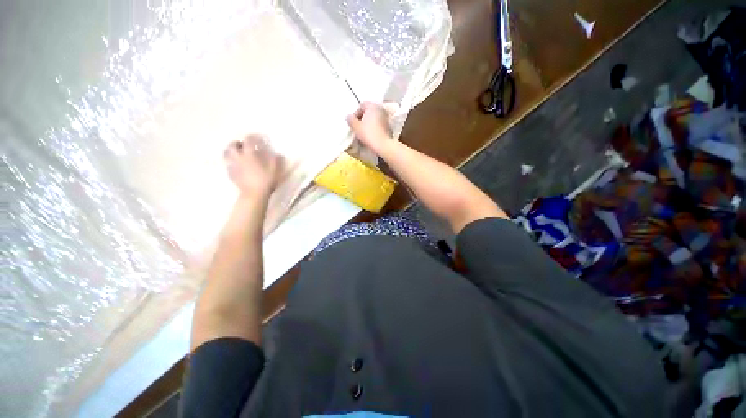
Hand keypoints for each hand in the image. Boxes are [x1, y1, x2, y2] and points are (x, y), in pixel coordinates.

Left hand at [223, 134, 282, 197]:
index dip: (252, 137)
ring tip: (237, 153)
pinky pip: (228, 164)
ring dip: (231, 151)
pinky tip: (236, 165)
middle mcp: (239, 158)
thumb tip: (279, 154)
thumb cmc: (265, 182)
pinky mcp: (231, 174)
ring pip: (226, 154)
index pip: (248, 141)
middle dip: (237, 143)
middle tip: (243, 145)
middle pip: (232, 146)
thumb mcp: (275, 171)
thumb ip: (276, 161)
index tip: (256, 136)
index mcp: (250, 156)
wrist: (254, 195)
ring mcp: (233, 166)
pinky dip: (231, 162)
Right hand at [346, 102, 394, 154]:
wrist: (382, 145)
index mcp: (372, 106)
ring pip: (374, 118)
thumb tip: (348, 117)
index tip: (353, 122)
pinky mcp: (388, 127)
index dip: (356, 113)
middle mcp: (380, 109)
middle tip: (357, 126)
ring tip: (363, 132)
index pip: (362, 105)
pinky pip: (378, 125)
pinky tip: (370, 135)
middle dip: (362, 118)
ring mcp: (386, 118)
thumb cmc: (368, 133)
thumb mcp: (356, 126)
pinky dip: (373, 128)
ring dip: (368, 124)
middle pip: (368, 112)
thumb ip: (350, 120)